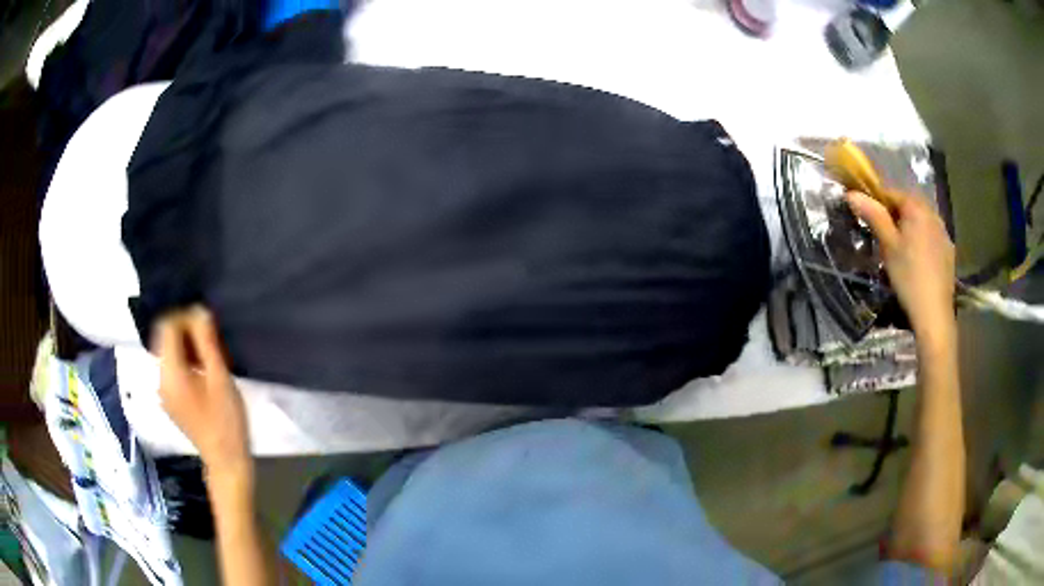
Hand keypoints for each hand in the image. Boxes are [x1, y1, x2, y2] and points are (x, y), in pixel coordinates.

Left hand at [154, 306, 251, 476]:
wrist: (226, 461)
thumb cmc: (226, 421)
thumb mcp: (220, 378)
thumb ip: (207, 343)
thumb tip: (199, 311)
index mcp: (170, 373)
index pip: (167, 327)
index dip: (184, 317)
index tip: (207, 322)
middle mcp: (160, 379)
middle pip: (164, 338)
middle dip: (185, 330)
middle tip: (210, 337)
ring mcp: (163, 391)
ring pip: (168, 352)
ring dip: (185, 345)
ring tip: (209, 353)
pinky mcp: (170, 399)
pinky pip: (171, 368)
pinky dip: (184, 360)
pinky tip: (203, 370)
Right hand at [847, 191, 955, 339]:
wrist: (934, 313)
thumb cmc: (908, 276)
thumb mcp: (887, 245)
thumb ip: (873, 216)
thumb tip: (852, 194)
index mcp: (916, 207)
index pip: (892, 193)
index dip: (878, 202)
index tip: (868, 218)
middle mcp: (932, 213)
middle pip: (909, 205)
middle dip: (895, 215)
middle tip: (884, 237)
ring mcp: (943, 232)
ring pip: (921, 221)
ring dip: (910, 227)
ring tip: (901, 249)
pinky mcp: (949, 250)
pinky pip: (932, 235)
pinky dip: (922, 240)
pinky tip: (917, 260)